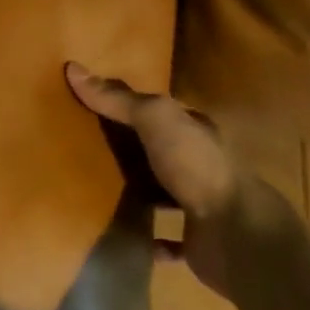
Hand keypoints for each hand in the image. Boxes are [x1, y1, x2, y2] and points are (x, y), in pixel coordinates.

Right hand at [65, 61, 242, 293]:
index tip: (95, 104)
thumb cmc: (196, 166)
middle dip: (131, 148)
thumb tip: (73, 68)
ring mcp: (202, 204)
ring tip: (96, 189)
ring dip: (140, 191)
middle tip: (86, 146)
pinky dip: (150, 238)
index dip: (130, 105)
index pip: (161, 111)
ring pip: (164, 192)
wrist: (236, 235)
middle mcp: (201, 163)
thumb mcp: (155, 119)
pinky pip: (167, 238)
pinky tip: (126, 234)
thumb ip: (117, 99)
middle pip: (160, 149)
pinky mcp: (197, 241)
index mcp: (197, 130)